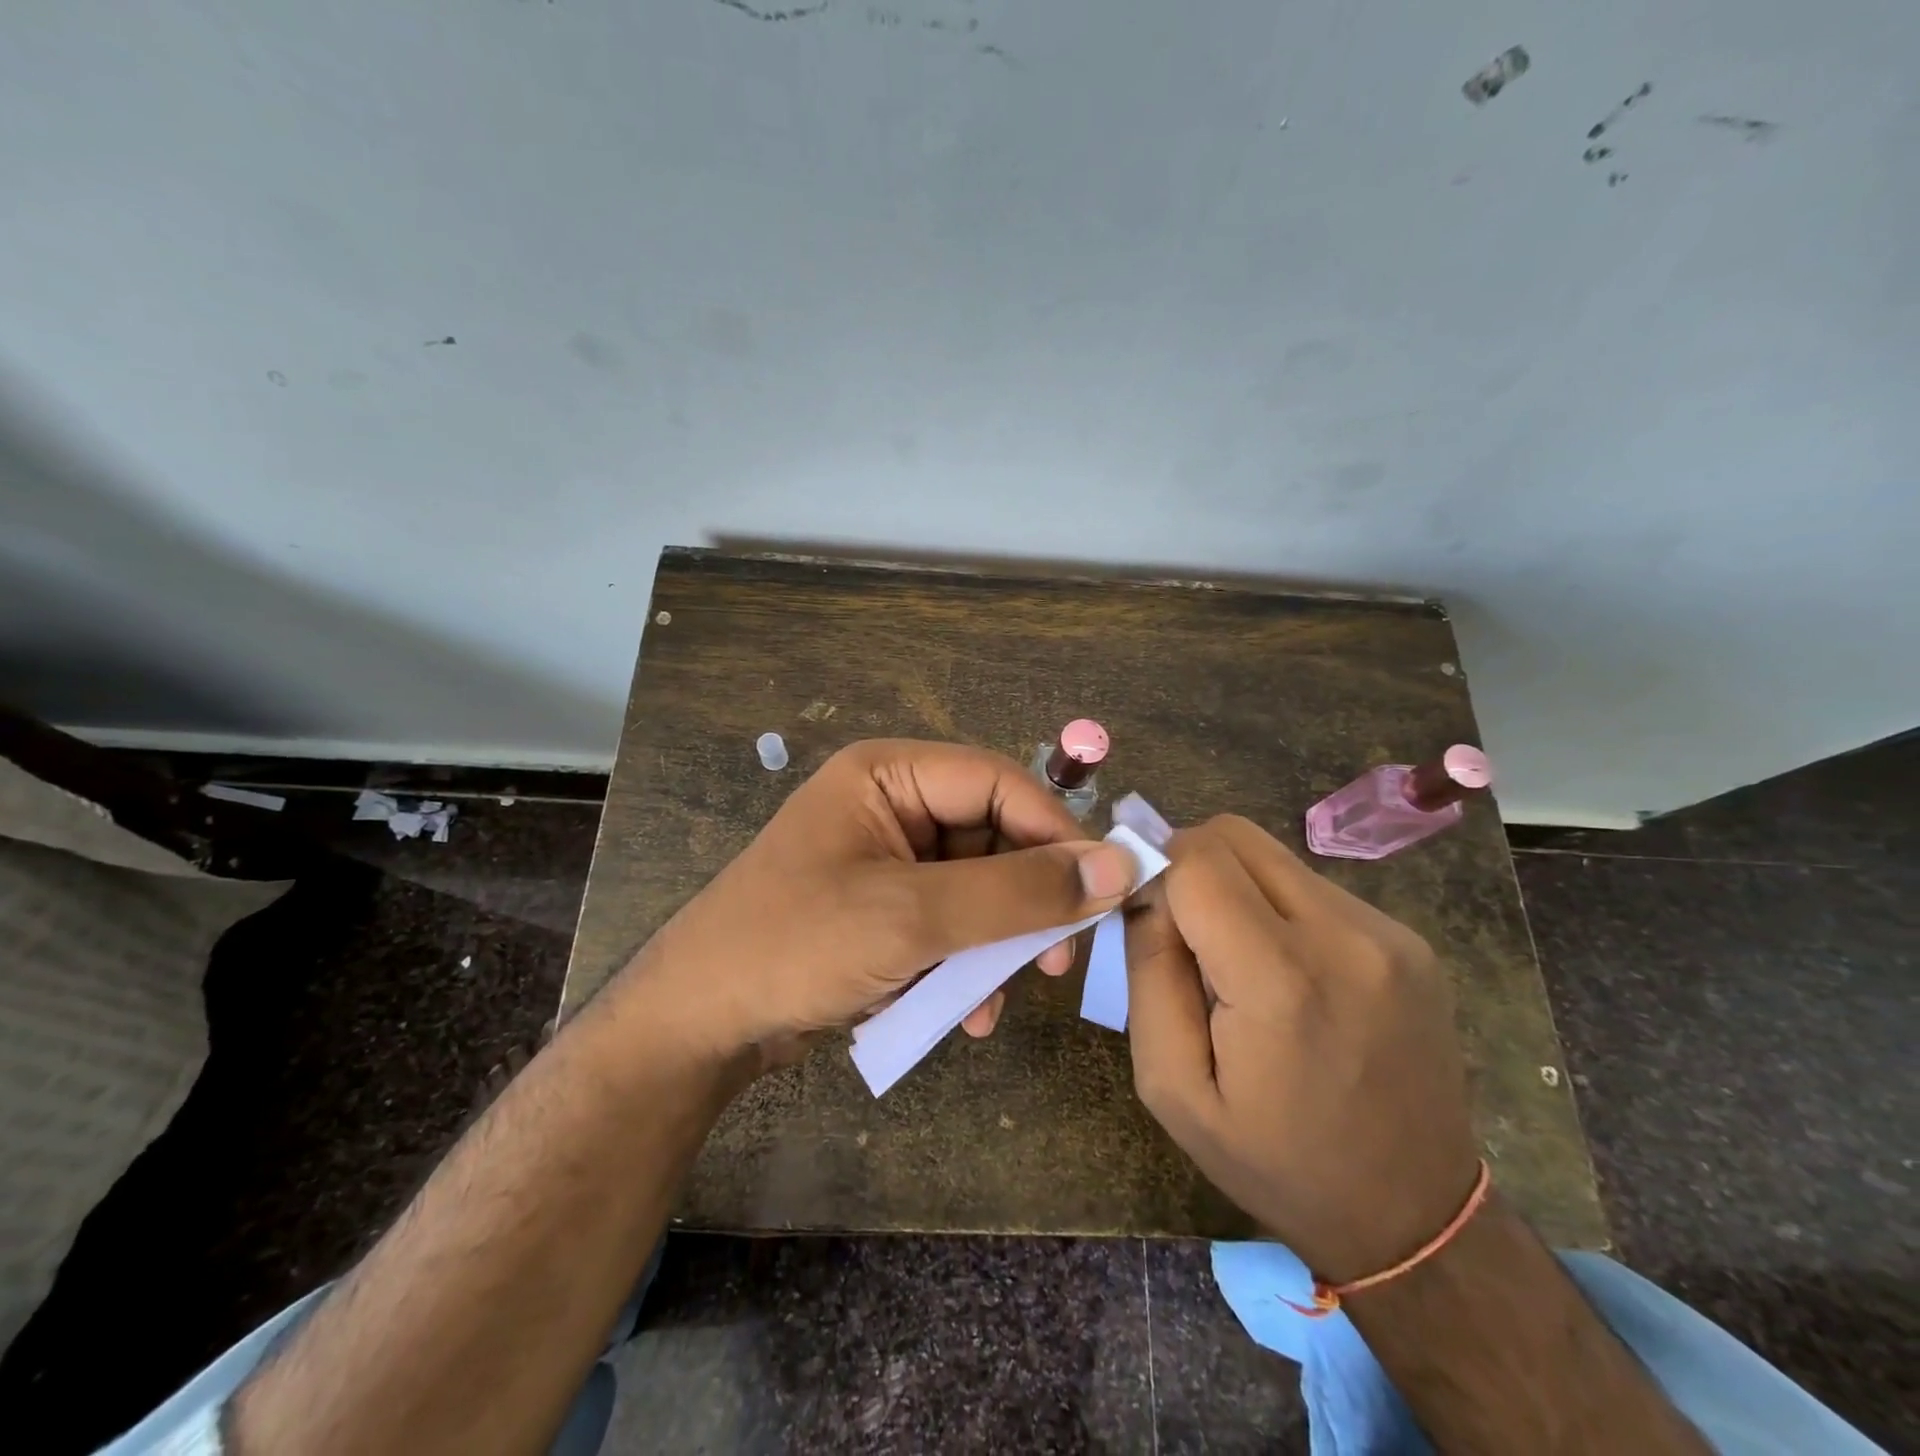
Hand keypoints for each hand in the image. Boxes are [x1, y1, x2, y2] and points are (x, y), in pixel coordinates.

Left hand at [622, 739, 1140, 1059]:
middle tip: (1060, 959)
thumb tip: (1118, 867)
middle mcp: (892, 806)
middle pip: (992, 836)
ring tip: (1001, 996)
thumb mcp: (912, 918)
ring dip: (996, 943)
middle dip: (1026, 901)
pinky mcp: (883, 909)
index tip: (1102, 890)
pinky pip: (948, 921)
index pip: (999, 782)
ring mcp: (886, 860)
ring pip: (977, 887)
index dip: (1056, 832)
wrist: (697, 1024)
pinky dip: (963, 963)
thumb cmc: (796, 946)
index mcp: (889, 775)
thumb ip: (1017, 892)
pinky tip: (963, 1012)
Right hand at [1124, 815, 1481, 1282]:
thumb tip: (1146, 891)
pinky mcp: (1411, 939)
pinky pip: (1314, 886)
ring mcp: (1388, 933)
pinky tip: (1288, 972)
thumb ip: (1148, 972)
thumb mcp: (1171, 1086)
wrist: (1414, 1216)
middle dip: (1191, 864)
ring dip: (1238, 887)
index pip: (1196, 858)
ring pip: (1274, 856)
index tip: (1147, 916)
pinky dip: (1280, 908)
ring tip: (1239, 960)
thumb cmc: (1274, 1161)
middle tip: (1184, 930)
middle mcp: (1345, 935)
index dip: (1156, 872)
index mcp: (1280, 979)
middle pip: (1235, 835)